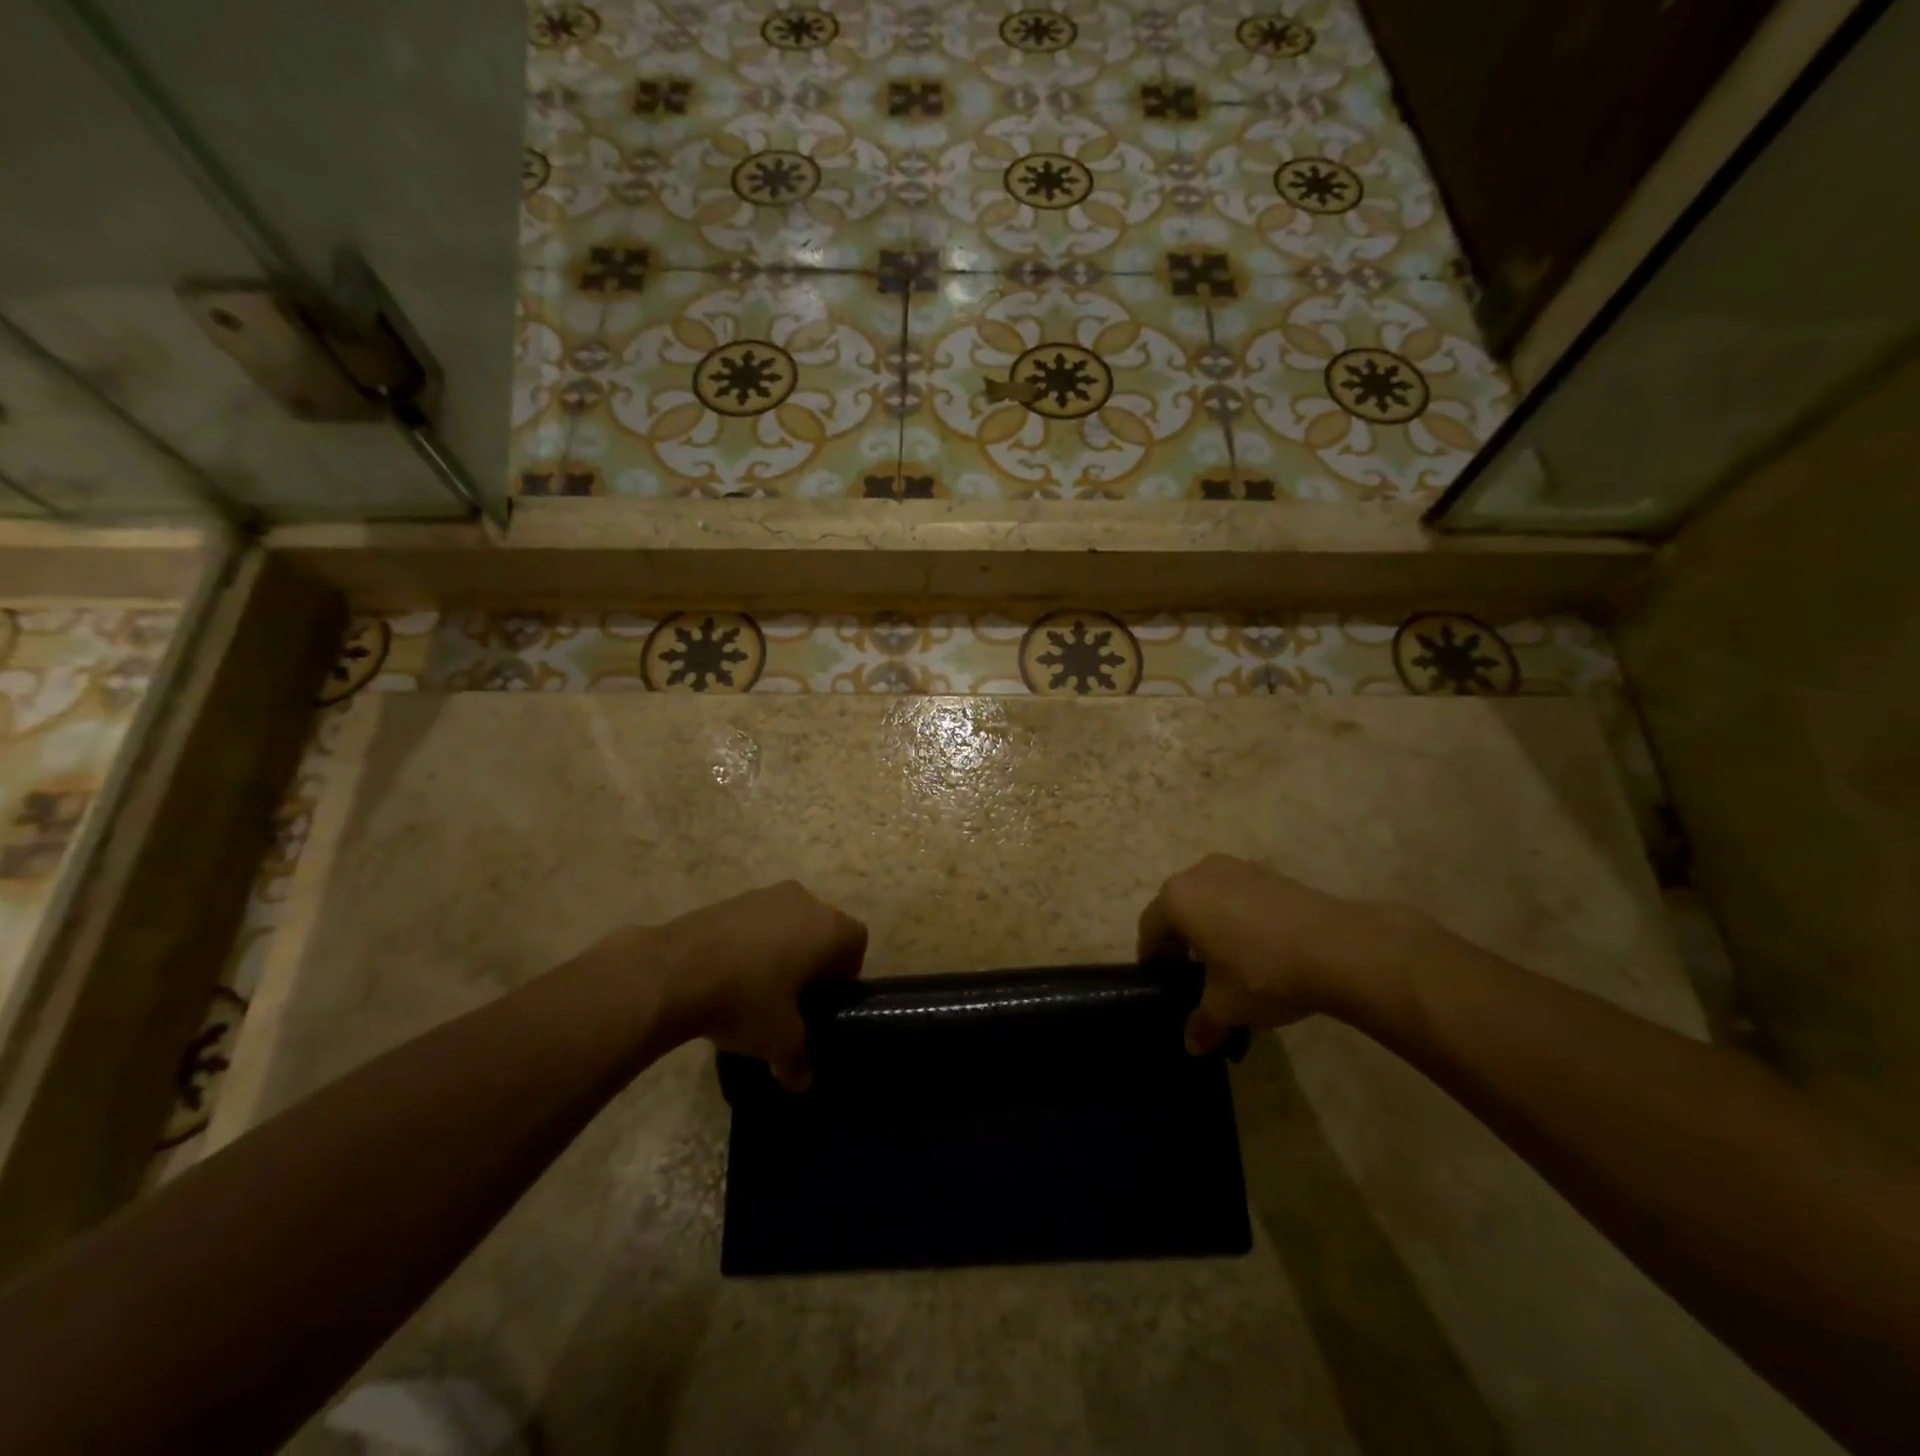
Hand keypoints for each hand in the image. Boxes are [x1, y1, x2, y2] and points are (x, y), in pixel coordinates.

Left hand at [638, 882, 866, 1089]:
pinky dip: (751, 943)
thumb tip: (802, 1082)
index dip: (846, 972)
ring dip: (781, 949)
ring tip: (758, 988)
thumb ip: (798, 1061)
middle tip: (794, 997)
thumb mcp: (779, 1041)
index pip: (857, 942)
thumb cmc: (746, 999)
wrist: (675, 970)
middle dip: (813, 960)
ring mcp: (765, 895)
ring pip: (788, 922)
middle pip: (822, 928)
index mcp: (829, 929)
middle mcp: (804, 901)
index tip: (825, 1000)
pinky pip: (756, 921)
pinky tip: (729, 976)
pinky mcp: (731, 899)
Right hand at [1138, 855, 1421, 1053]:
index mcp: (1177, 899)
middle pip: (1177, 909)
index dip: (1153, 960)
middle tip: (1194, 975)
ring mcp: (1236, 868)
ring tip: (1229, 961)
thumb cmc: (1264, 973)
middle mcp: (1199, 874)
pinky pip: (1237, 895)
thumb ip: (1201, 1023)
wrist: (1339, 948)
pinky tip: (1260, 947)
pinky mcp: (1268, 873)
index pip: (1149, 930)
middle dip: (1180, 940)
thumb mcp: (1226, 1007)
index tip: (1164, 984)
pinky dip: (1237, 917)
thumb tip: (1191, 1044)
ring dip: (1210, 926)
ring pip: (1208, 899)